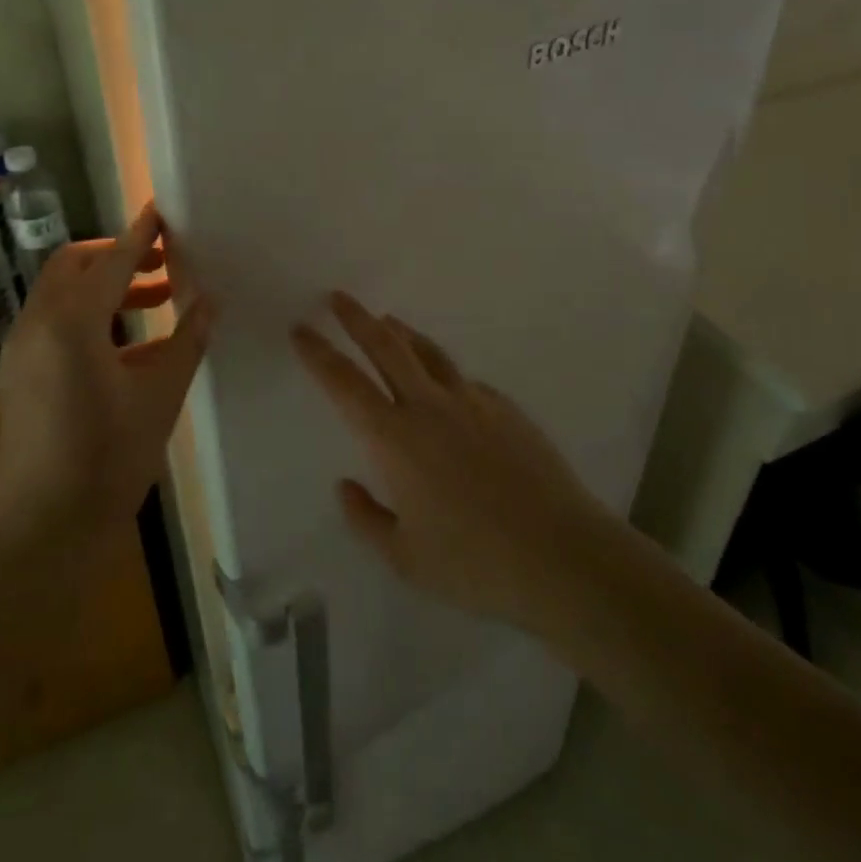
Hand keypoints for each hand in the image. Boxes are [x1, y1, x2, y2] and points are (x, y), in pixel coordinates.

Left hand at [0, 203, 213, 540]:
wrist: (46, 531)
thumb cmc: (110, 459)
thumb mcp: (160, 396)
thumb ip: (186, 340)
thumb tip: (209, 302)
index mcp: (71, 323)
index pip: (111, 261)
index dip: (140, 235)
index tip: (161, 212)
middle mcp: (36, 326)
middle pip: (72, 265)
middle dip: (115, 255)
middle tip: (161, 263)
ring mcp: (20, 352)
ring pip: (60, 294)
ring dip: (103, 286)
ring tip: (155, 300)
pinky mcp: (17, 377)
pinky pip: (52, 325)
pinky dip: (88, 317)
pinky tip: (129, 345)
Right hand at [291, 293, 611, 637]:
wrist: (559, 555)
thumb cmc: (473, 563)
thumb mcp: (404, 558)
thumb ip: (366, 518)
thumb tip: (346, 485)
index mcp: (395, 439)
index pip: (344, 383)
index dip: (318, 354)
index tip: (301, 329)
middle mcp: (430, 407)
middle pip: (387, 347)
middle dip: (357, 319)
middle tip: (338, 297)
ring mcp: (473, 402)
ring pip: (429, 353)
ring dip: (402, 333)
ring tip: (388, 321)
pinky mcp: (506, 409)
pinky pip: (465, 382)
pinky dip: (444, 374)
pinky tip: (446, 389)